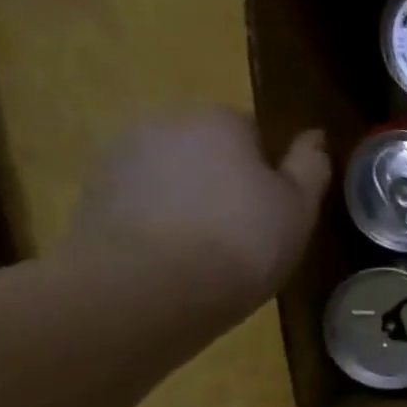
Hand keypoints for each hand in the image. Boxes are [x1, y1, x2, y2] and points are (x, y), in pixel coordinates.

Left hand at [62, 107, 329, 323]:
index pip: (254, 132)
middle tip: (246, 231)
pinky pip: (140, 202)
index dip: (269, 171)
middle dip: (224, 180)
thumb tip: (315, 136)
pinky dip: (157, 221)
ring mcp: (120, 157)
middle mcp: (165, 123)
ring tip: (207, 250)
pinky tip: (172, 258)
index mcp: (220, 119)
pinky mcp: (91, 195)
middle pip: (208, 149)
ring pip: (172, 175)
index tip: (277, 209)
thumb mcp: (300, 207)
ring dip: (188, 200)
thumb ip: (311, 166)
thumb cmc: (243, 241)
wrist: (148, 287)